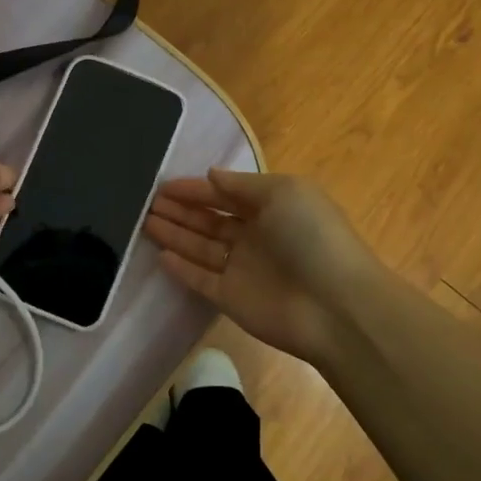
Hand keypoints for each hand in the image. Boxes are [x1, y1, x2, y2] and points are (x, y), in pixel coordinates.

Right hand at [144, 169, 374, 364]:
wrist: (336, 306)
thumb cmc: (311, 237)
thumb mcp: (283, 192)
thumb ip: (242, 184)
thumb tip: (211, 175)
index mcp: (273, 208)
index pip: (226, 194)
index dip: (196, 189)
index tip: (163, 186)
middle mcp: (256, 236)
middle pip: (210, 221)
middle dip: (181, 210)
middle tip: (147, 203)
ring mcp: (243, 269)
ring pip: (201, 248)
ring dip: (175, 234)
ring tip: (144, 221)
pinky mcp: (232, 299)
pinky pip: (201, 280)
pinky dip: (181, 268)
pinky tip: (160, 255)